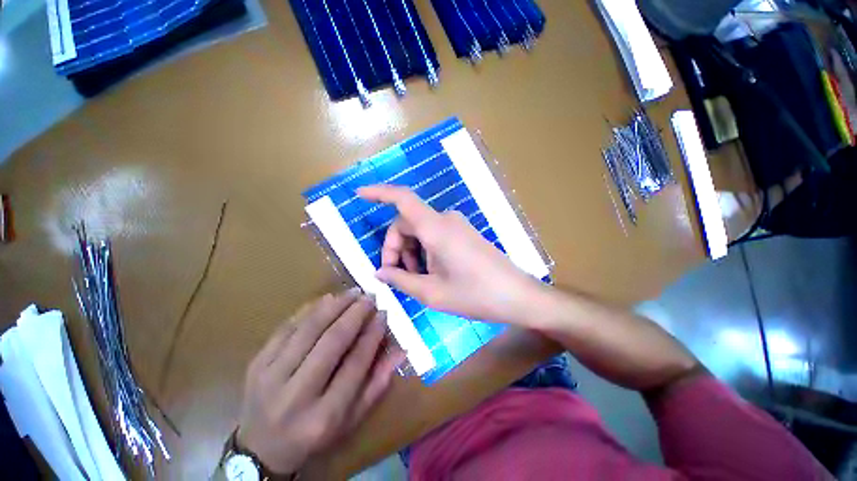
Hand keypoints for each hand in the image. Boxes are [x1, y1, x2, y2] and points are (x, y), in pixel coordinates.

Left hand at [236, 288, 401, 474]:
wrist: (260, 449)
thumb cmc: (314, 436)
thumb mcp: (351, 419)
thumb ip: (377, 384)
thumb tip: (401, 350)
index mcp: (324, 416)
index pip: (355, 364)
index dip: (372, 334)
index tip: (383, 313)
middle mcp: (295, 396)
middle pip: (331, 342)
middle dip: (355, 314)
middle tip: (370, 296)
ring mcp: (270, 377)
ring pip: (308, 330)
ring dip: (334, 306)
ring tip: (352, 293)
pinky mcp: (256, 364)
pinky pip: (286, 327)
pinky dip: (309, 310)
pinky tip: (327, 299)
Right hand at [357, 185, 538, 324]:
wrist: (517, 295)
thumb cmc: (475, 295)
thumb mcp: (433, 292)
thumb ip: (402, 280)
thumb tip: (380, 272)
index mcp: (436, 228)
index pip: (402, 198)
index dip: (379, 193)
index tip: (359, 195)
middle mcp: (445, 219)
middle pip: (407, 223)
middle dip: (395, 247)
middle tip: (396, 275)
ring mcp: (456, 225)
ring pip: (420, 230)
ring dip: (410, 252)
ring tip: (416, 279)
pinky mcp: (463, 233)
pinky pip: (434, 235)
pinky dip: (424, 250)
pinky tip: (430, 273)